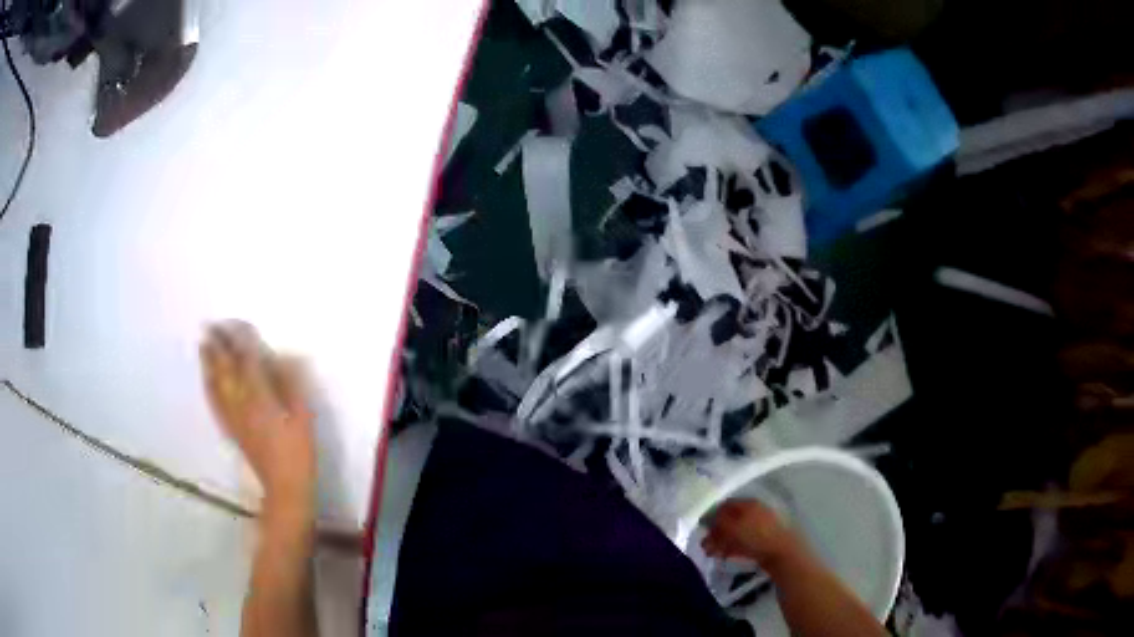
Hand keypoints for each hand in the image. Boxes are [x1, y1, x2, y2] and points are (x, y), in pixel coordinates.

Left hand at [200, 321, 315, 520]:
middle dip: (218, 346)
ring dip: (208, 362)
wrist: (284, 486)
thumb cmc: (299, 451)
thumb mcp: (304, 416)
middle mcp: (241, 403)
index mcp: (260, 397)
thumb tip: (284, 356)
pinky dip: (208, 387)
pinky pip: (215, 403)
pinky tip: (206, 380)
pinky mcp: (231, 429)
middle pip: (225, 369)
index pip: (247, 360)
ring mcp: (233, 417)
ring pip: (216, 384)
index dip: (240, 340)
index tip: (236, 322)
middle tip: (210, 325)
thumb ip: (292, 383)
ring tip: (203, 344)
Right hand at [702, 499, 801, 567]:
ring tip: (712, 553)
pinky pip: (741, 542)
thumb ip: (719, 521)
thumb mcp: (733, 526)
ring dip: (720, 542)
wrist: (780, 553)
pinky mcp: (759, 541)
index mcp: (748, 504)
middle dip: (715, 532)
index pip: (726, 505)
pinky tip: (723, 555)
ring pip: (734, 533)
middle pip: (729, 520)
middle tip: (705, 544)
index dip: (713, 515)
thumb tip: (707, 519)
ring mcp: (757, 527)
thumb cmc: (756, 536)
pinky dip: (730, 548)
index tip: (703, 528)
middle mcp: (753, 513)